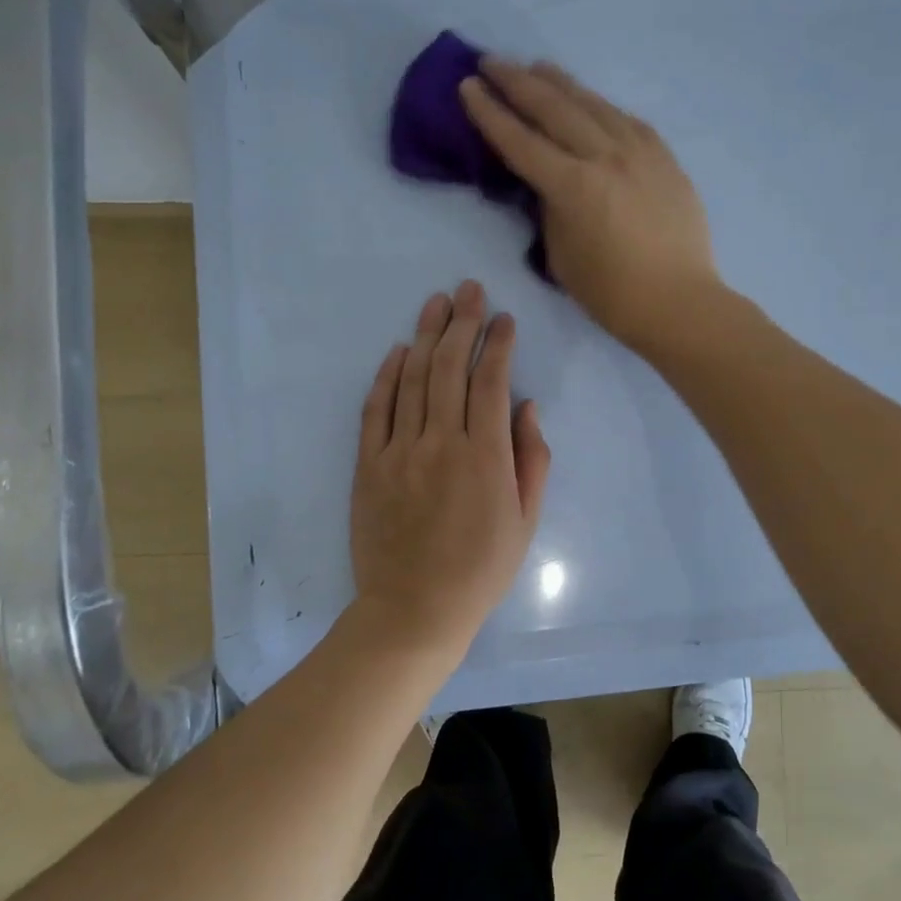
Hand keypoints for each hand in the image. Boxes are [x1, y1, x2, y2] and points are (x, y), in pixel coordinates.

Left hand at [348, 281, 551, 663]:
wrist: (413, 610)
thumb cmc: (480, 570)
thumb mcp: (526, 521)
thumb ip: (532, 460)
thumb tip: (526, 406)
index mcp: (485, 457)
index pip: (491, 383)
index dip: (498, 344)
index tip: (505, 319)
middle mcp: (441, 443)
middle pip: (449, 368)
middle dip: (462, 323)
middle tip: (469, 290)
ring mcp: (398, 452)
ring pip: (412, 379)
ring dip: (425, 336)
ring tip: (436, 303)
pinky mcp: (368, 465)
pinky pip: (375, 410)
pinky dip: (386, 376)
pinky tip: (397, 350)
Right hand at [459, 58, 720, 351]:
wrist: (679, 302)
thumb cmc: (612, 293)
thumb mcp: (561, 255)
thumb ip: (550, 209)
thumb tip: (548, 181)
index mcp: (573, 186)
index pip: (520, 140)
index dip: (489, 112)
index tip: (468, 86)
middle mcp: (605, 156)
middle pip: (554, 107)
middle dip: (517, 82)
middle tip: (491, 62)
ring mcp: (639, 151)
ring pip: (592, 104)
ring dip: (560, 83)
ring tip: (537, 67)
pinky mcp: (664, 157)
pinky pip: (625, 120)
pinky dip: (600, 107)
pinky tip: (590, 102)